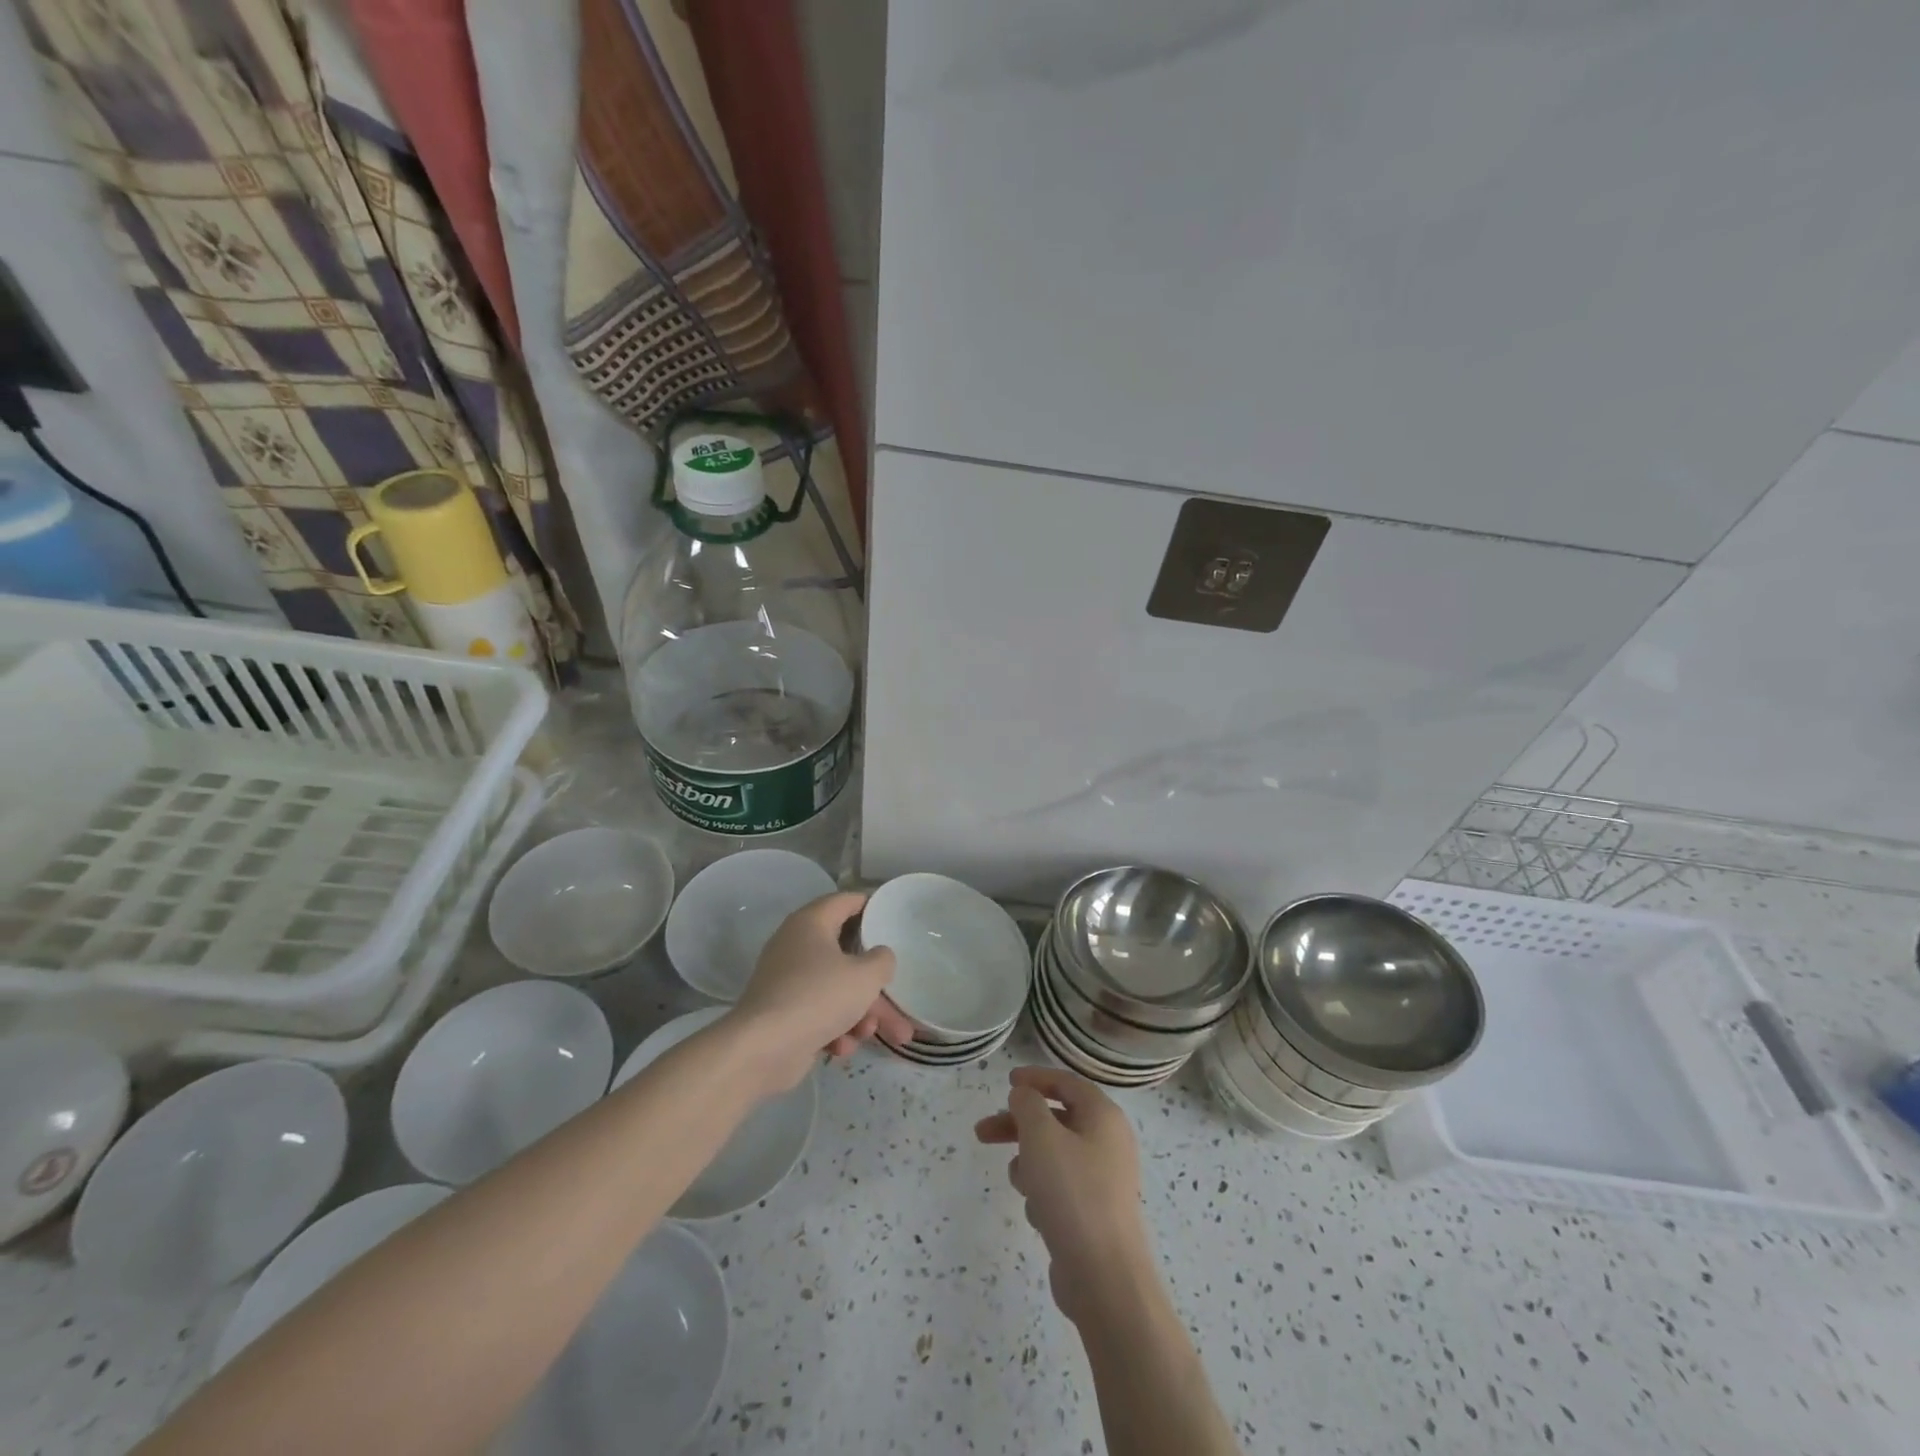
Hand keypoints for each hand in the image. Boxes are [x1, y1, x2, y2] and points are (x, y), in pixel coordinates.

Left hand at [728, 892, 914, 1092]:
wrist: (762, 1050)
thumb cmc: (818, 997)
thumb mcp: (865, 976)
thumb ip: (882, 960)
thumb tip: (879, 956)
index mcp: (811, 922)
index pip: (846, 901)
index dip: (872, 906)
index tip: (894, 918)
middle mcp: (796, 945)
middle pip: (847, 956)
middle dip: (875, 986)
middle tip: (901, 1001)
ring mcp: (788, 980)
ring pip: (836, 989)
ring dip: (859, 1013)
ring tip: (872, 1035)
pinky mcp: (783, 1012)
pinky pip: (818, 1013)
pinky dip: (834, 1028)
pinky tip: (842, 1048)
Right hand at [975, 1066, 1155, 1324]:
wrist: (1104, 1278)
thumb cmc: (1072, 1193)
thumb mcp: (1041, 1136)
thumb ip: (1027, 1105)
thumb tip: (1025, 1096)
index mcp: (1104, 1117)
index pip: (1067, 1083)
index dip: (1036, 1078)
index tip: (1007, 1081)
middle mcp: (1108, 1142)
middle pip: (1055, 1120)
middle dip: (1018, 1125)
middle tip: (982, 1132)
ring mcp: (1103, 1180)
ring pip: (1054, 1156)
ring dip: (1029, 1163)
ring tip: (1019, 1182)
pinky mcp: (1093, 1213)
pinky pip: (1060, 1188)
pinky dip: (1043, 1193)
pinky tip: (1038, 1214)